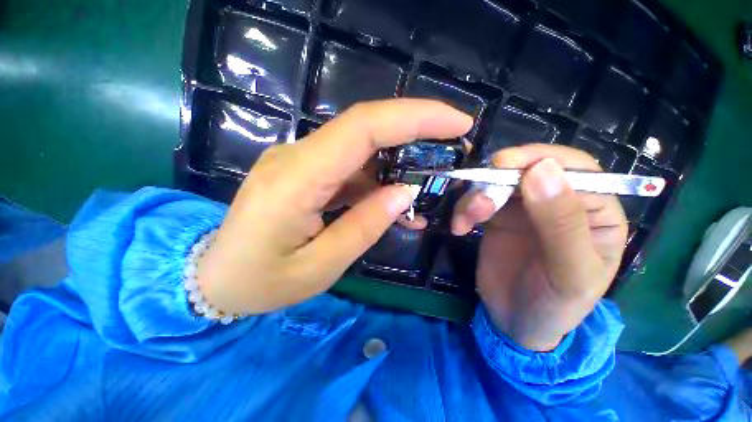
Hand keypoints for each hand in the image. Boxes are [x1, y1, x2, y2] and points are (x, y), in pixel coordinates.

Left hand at [197, 99, 472, 313]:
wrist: (216, 278)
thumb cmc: (262, 282)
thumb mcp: (320, 266)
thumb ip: (365, 225)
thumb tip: (405, 192)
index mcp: (297, 178)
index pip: (363, 127)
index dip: (414, 117)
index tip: (456, 122)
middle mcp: (297, 156)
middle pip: (365, 126)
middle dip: (416, 127)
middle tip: (454, 141)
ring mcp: (299, 161)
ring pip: (361, 146)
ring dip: (399, 160)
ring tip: (428, 184)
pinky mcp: (304, 171)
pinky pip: (349, 165)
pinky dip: (378, 177)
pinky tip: (394, 198)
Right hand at [452, 145, 627, 350]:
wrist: (516, 323)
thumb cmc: (555, 305)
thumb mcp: (570, 273)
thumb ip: (562, 223)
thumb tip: (542, 169)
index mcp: (596, 211)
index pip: (575, 169)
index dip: (538, 159)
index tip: (502, 164)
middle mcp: (559, 203)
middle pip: (527, 171)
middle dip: (496, 182)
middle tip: (476, 204)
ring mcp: (524, 209)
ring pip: (496, 184)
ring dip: (475, 198)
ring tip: (464, 222)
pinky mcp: (496, 218)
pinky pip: (477, 201)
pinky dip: (463, 210)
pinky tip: (459, 228)